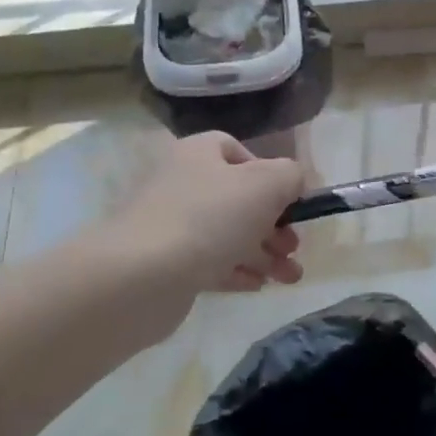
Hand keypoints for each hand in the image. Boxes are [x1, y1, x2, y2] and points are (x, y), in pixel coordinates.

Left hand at [110, 132, 304, 295]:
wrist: (142, 276)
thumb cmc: (209, 218)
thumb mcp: (265, 185)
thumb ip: (290, 175)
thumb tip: (293, 181)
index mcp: (199, 153)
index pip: (236, 150)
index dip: (268, 172)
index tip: (290, 200)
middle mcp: (182, 182)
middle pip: (237, 198)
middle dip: (274, 223)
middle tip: (293, 246)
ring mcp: (172, 225)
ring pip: (228, 234)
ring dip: (264, 253)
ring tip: (290, 277)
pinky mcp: (167, 263)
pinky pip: (210, 262)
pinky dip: (237, 271)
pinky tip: (259, 285)